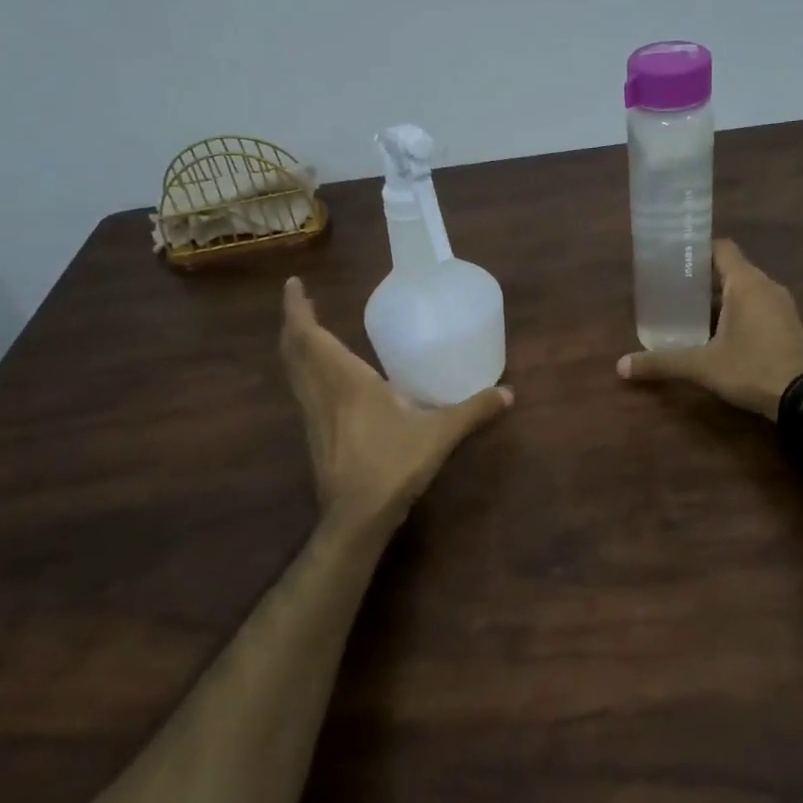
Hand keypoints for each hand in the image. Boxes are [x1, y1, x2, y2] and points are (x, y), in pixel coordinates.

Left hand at [280, 277, 512, 535]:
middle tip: (302, 301)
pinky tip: (324, 377)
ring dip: (296, 347)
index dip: (297, 309)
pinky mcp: (315, 435)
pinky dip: (304, 371)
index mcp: (346, 381)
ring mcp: (314, 416)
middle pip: (294, 350)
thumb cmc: (392, 466)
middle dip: (294, 323)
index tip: (294, 285)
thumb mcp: (439, 434)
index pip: (309, 337)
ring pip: (294, 372)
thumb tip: (508, 392)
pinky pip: (302, 391)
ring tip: (307, 330)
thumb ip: (472, 410)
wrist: (356, 517)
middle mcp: (323, 393)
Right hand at [617, 239, 802, 419]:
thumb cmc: (752, 368)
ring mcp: (781, 306)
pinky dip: (736, 312)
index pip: (721, 248)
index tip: (672, 260)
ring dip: (719, 298)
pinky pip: (756, 307)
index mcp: (746, 283)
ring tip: (689, 312)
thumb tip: (621, 366)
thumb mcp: (702, 366)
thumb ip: (662, 362)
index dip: (696, 250)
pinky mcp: (788, 325)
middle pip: (730, 269)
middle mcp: (766, 286)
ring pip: (744, 290)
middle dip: (701, 278)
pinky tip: (716, 334)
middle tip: (671, 290)